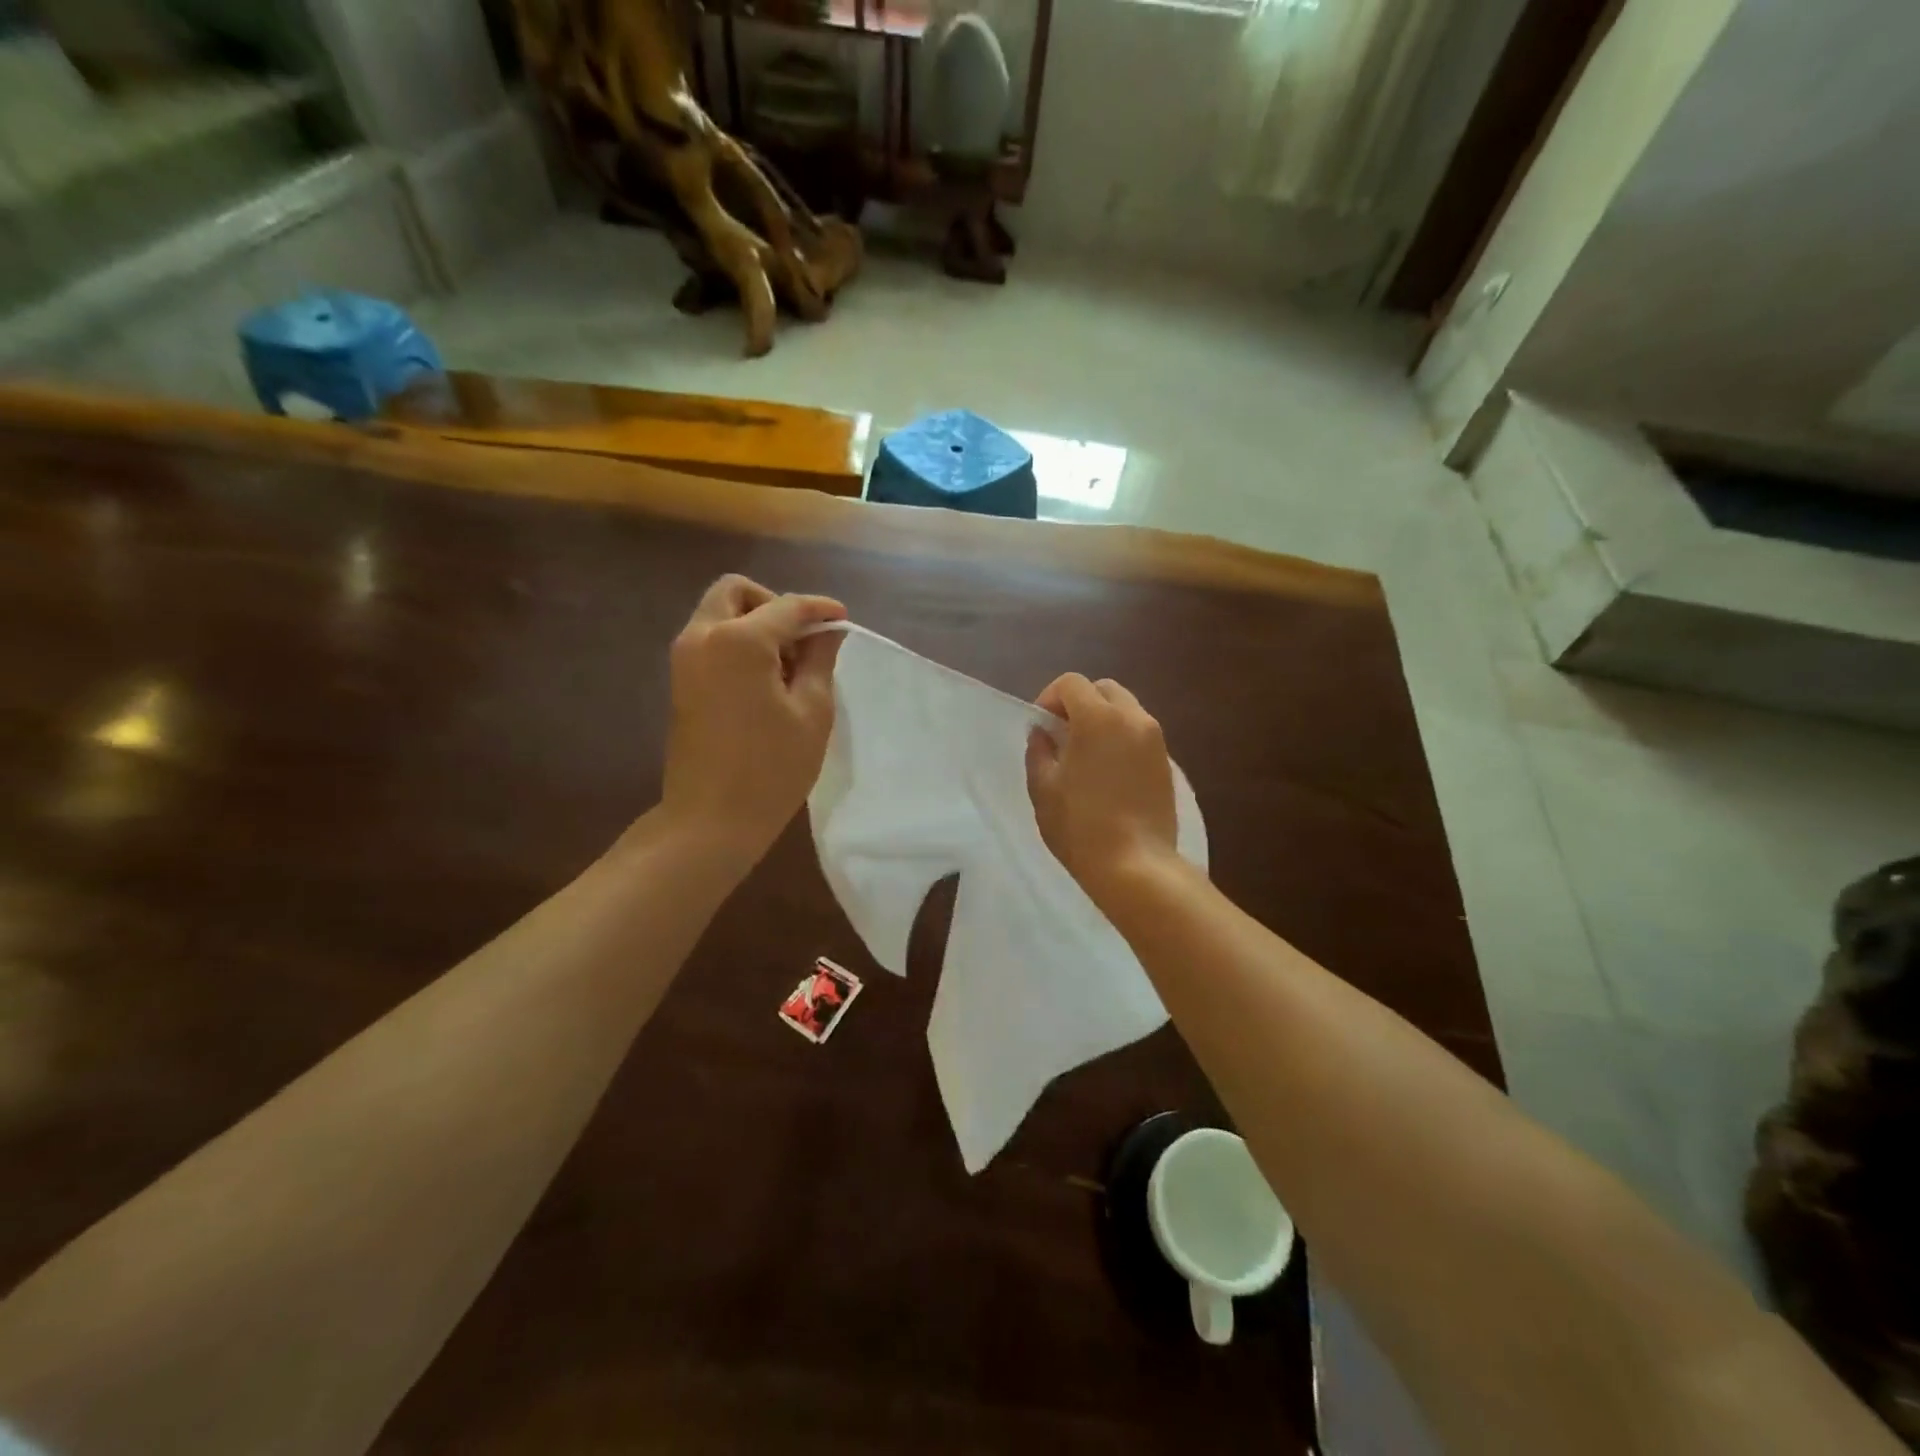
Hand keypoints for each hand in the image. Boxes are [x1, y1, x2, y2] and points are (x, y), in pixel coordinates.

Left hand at [659, 575, 846, 864]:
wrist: (711, 819)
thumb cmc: (771, 768)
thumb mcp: (812, 712)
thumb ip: (820, 660)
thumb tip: (827, 631)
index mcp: (738, 640)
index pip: (787, 606)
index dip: (820, 609)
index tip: (843, 620)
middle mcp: (703, 636)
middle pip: (737, 592)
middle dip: (774, 605)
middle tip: (803, 640)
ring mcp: (685, 658)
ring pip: (720, 613)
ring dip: (755, 623)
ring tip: (788, 666)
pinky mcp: (680, 680)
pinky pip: (711, 639)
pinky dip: (738, 642)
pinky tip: (764, 680)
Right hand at [1026, 673, 1178, 903]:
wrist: (1136, 865)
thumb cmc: (1080, 825)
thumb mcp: (1043, 788)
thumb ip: (1039, 752)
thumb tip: (1043, 734)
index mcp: (1098, 718)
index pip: (1071, 683)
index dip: (1050, 698)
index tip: (1042, 728)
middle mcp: (1132, 718)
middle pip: (1103, 689)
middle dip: (1080, 703)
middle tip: (1063, 736)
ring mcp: (1155, 740)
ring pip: (1126, 709)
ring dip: (1103, 720)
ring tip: (1087, 755)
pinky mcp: (1167, 762)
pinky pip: (1140, 733)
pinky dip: (1121, 738)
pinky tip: (1109, 773)